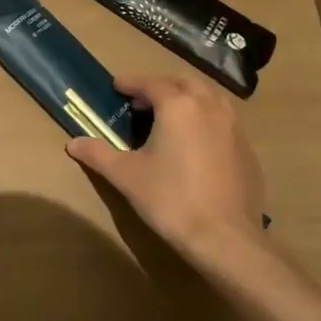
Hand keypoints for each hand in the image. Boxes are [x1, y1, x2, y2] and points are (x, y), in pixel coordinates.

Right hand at [66, 72, 267, 268]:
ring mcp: (234, 128)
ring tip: (170, 117)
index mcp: (178, 106)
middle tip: (142, 101)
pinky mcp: (247, 150)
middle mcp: (209, 107)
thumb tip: (72, 143)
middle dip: (162, 85)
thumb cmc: (170, 199)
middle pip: (185, 82)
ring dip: (188, 98)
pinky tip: (196, 144)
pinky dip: (206, 120)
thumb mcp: (126, 175)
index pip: (151, 83)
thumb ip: (98, 154)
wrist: (225, 238)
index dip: (131, 82)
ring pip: (210, 98)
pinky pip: (225, 121)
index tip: (116, 85)